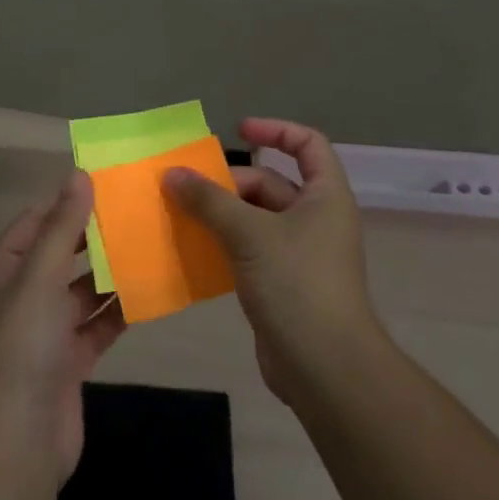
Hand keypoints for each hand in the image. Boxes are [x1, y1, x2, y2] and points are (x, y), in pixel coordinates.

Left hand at [0, 170, 126, 483]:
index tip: (108, 184)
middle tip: (137, 212)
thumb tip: (78, 175)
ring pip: (81, 291)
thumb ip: (62, 228)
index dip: (66, 203)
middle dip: (94, 238)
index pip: (34, 223)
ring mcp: (43, 333)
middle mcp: (19, 297)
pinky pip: (96, 326)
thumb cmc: (20, 349)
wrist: (15, 447)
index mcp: (1, 272)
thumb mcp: (39, 278)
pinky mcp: (68, 363)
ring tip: (150, 245)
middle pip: (60, 255)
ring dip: (110, 273)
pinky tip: (150, 293)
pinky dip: (118, 311)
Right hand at [163, 118, 378, 402]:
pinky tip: (192, 249)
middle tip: (186, 188)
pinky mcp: (283, 283)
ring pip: (254, 218)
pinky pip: (248, 250)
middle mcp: (316, 219)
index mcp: (324, 196)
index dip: (275, 130)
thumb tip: (173, 173)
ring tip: (179, 214)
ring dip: (220, 214)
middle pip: (270, 183)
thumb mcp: (249, 234)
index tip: (238, 131)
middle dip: (229, 183)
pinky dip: (222, 244)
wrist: (326, 369)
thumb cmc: (297, 284)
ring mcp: (300, 253)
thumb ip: (209, 200)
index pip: (307, 144)